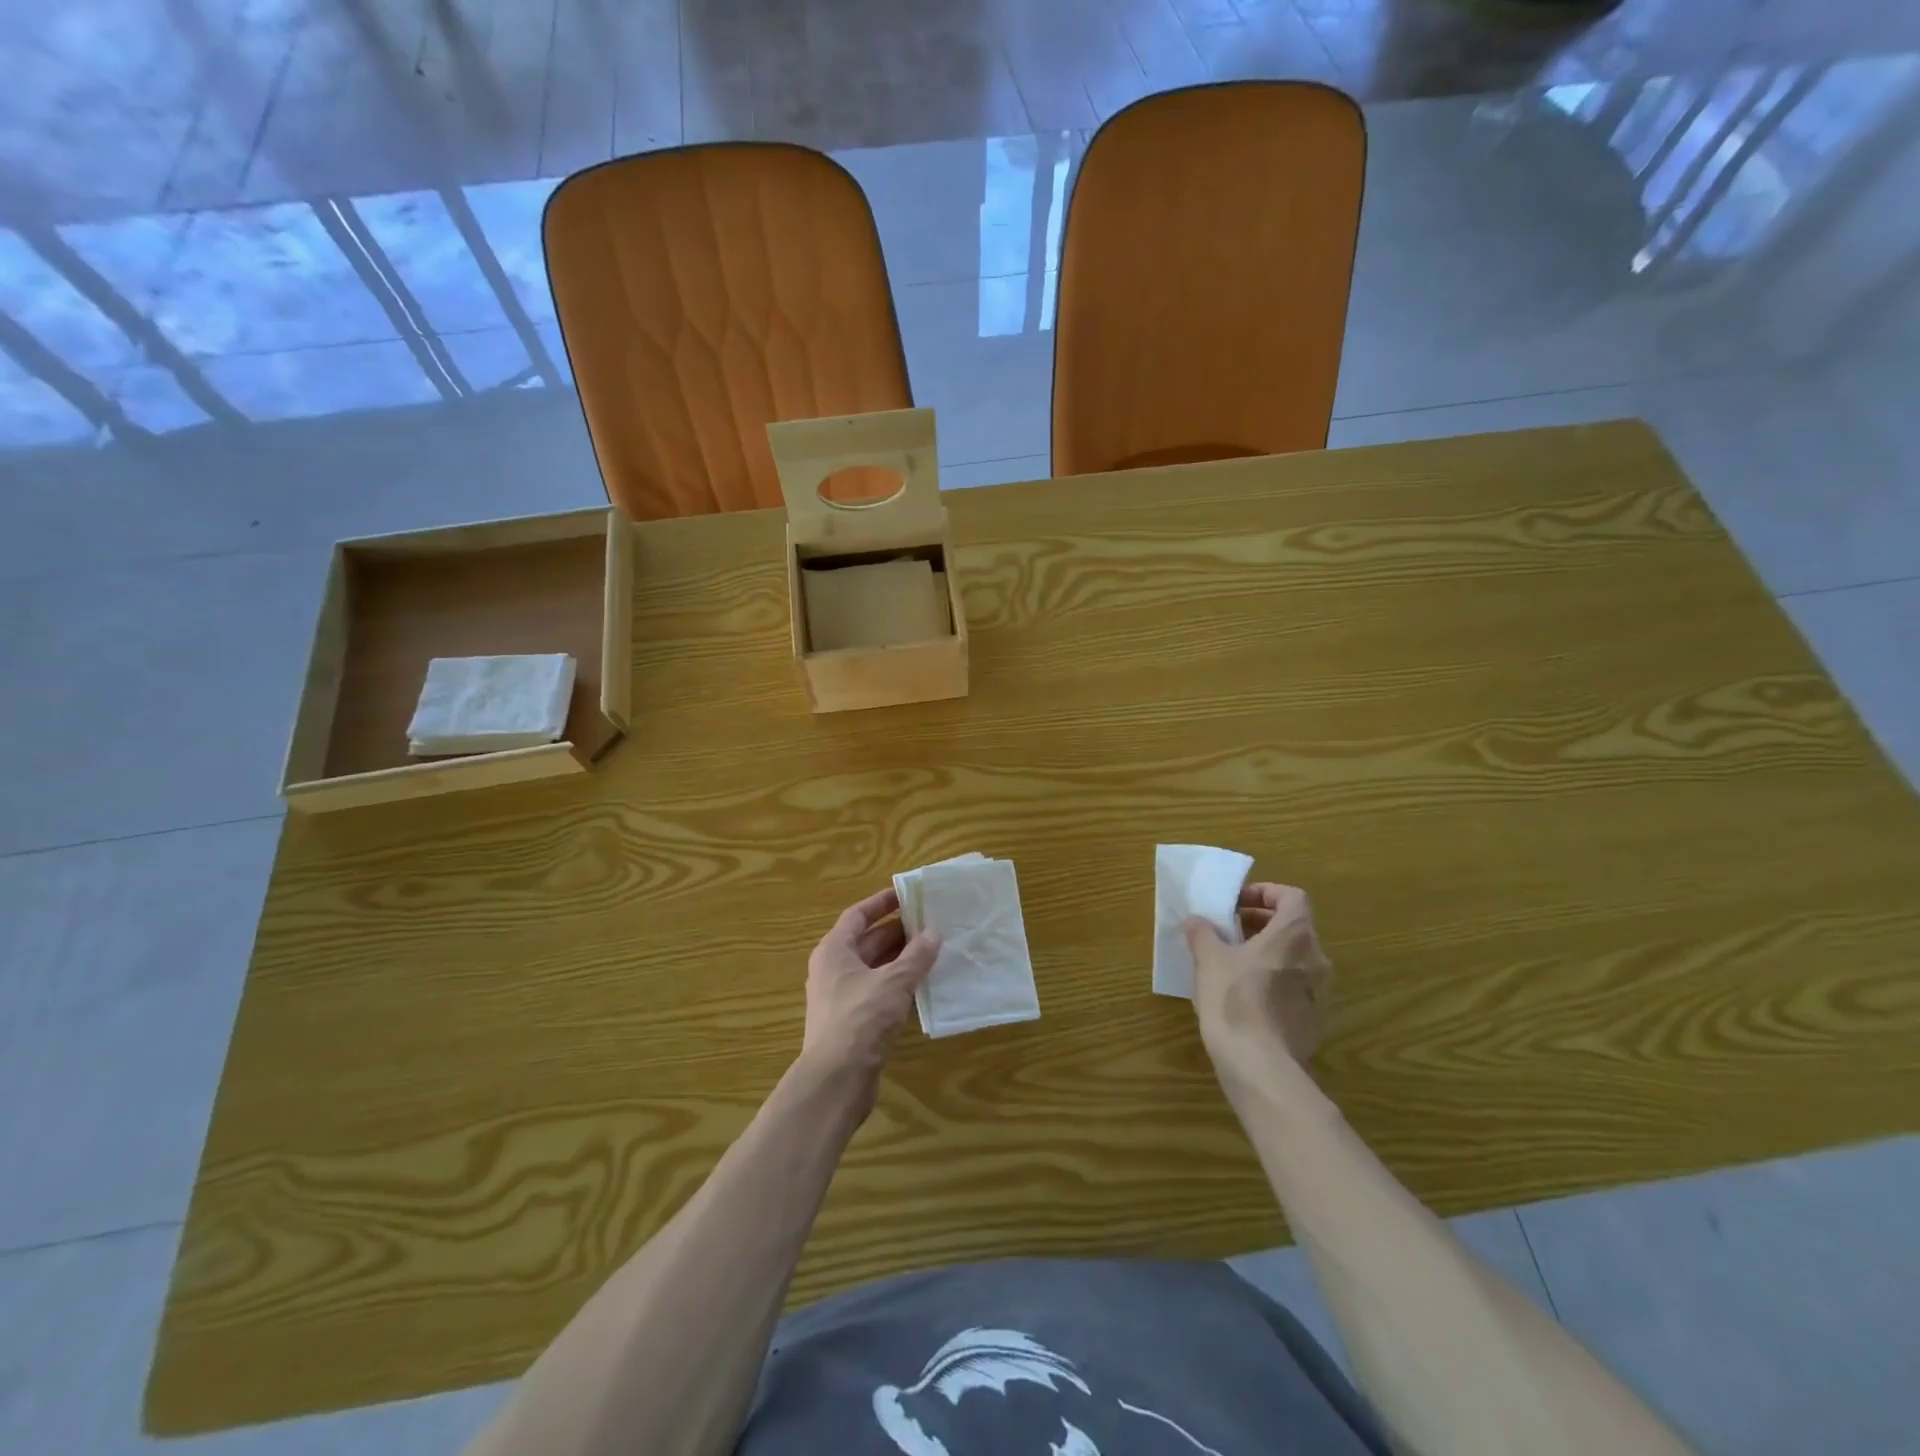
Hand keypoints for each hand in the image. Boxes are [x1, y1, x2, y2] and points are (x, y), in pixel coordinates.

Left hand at [798, 887, 940, 1115]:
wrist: (836, 1080)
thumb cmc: (860, 1019)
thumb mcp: (894, 982)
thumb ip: (916, 956)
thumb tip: (934, 933)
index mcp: (834, 951)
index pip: (857, 915)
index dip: (881, 903)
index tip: (907, 894)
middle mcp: (833, 970)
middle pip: (867, 941)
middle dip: (897, 932)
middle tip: (930, 922)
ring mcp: (841, 997)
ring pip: (874, 968)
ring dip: (901, 959)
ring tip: (933, 950)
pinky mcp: (852, 1022)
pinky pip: (878, 992)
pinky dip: (898, 985)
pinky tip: (922, 986)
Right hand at [1185, 882, 1332, 1079]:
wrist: (1260, 1065)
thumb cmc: (1234, 999)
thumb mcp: (1208, 959)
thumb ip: (1203, 932)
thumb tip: (1197, 921)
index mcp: (1294, 934)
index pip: (1292, 896)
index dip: (1264, 893)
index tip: (1237, 903)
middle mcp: (1316, 957)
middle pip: (1294, 926)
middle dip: (1261, 922)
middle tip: (1229, 929)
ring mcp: (1320, 991)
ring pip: (1295, 957)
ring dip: (1267, 951)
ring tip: (1232, 961)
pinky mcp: (1315, 1019)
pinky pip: (1295, 985)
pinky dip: (1274, 979)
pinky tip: (1245, 995)